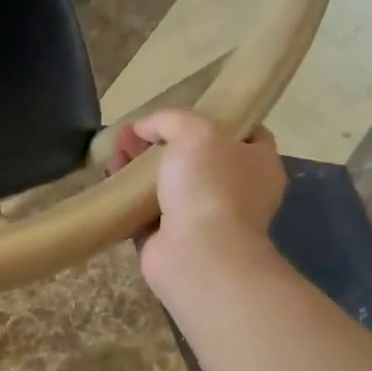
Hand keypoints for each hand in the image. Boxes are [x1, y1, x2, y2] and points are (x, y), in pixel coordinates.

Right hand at [109, 108, 285, 292]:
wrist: (197, 254)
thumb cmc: (209, 186)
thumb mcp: (194, 132)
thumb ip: (170, 120)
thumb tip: (143, 127)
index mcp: (258, 163)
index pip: (245, 133)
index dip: (215, 119)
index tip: (181, 116)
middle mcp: (237, 191)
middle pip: (198, 157)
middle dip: (163, 144)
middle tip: (133, 136)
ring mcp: (205, 217)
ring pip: (170, 184)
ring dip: (142, 169)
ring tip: (115, 157)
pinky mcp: (173, 238)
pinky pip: (148, 211)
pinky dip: (131, 199)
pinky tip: (113, 184)